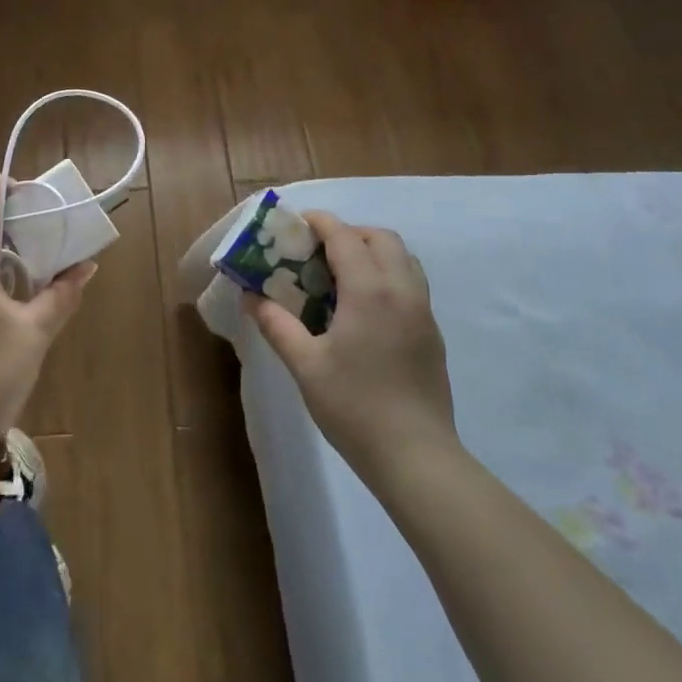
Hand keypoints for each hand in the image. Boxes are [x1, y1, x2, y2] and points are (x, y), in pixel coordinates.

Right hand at [246, 211, 457, 472]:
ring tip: (341, 273)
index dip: (320, 222)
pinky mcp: (432, 333)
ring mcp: (423, 312)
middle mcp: (402, 291)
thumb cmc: (354, 407)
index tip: (297, 223)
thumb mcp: (305, 365)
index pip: (345, 236)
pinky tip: (364, 306)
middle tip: (318, 250)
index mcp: (369, 291)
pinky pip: (411, 283)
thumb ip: (276, 324)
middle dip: (349, 232)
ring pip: (403, 258)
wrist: (417, 459)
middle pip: (381, 238)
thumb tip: (249, 296)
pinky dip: (387, 274)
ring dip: (372, 251)